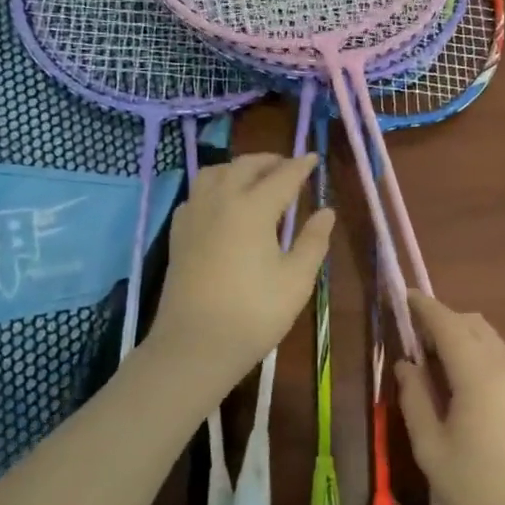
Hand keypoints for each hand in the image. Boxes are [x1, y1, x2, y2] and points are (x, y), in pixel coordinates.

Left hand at [148, 153, 333, 389]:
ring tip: (255, 178)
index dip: (301, 166)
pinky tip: (222, 204)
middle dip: (269, 161)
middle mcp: (220, 201)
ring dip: (238, 168)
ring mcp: (194, 215)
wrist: (194, 346)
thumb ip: (313, 241)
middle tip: (288, 166)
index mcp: (253, 208)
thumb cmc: (253, 314)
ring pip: (214, 173)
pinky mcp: (178, 234)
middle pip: (245, 166)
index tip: (314, 158)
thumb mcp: (296, 280)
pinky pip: (197, 194)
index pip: (282, 176)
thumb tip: (326, 211)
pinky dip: (214, 187)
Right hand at [393, 293, 504, 504]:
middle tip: (415, 341)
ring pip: (493, 339)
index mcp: (478, 372)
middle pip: (472, 324)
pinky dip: (486, 354)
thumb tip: (407, 364)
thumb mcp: (430, 447)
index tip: (404, 295)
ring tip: (442, 365)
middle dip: (443, 322)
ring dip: (466, 337)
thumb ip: (415, 398)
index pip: (447, 323)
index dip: (424, 307)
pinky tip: (472, 386)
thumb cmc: (474, 491)